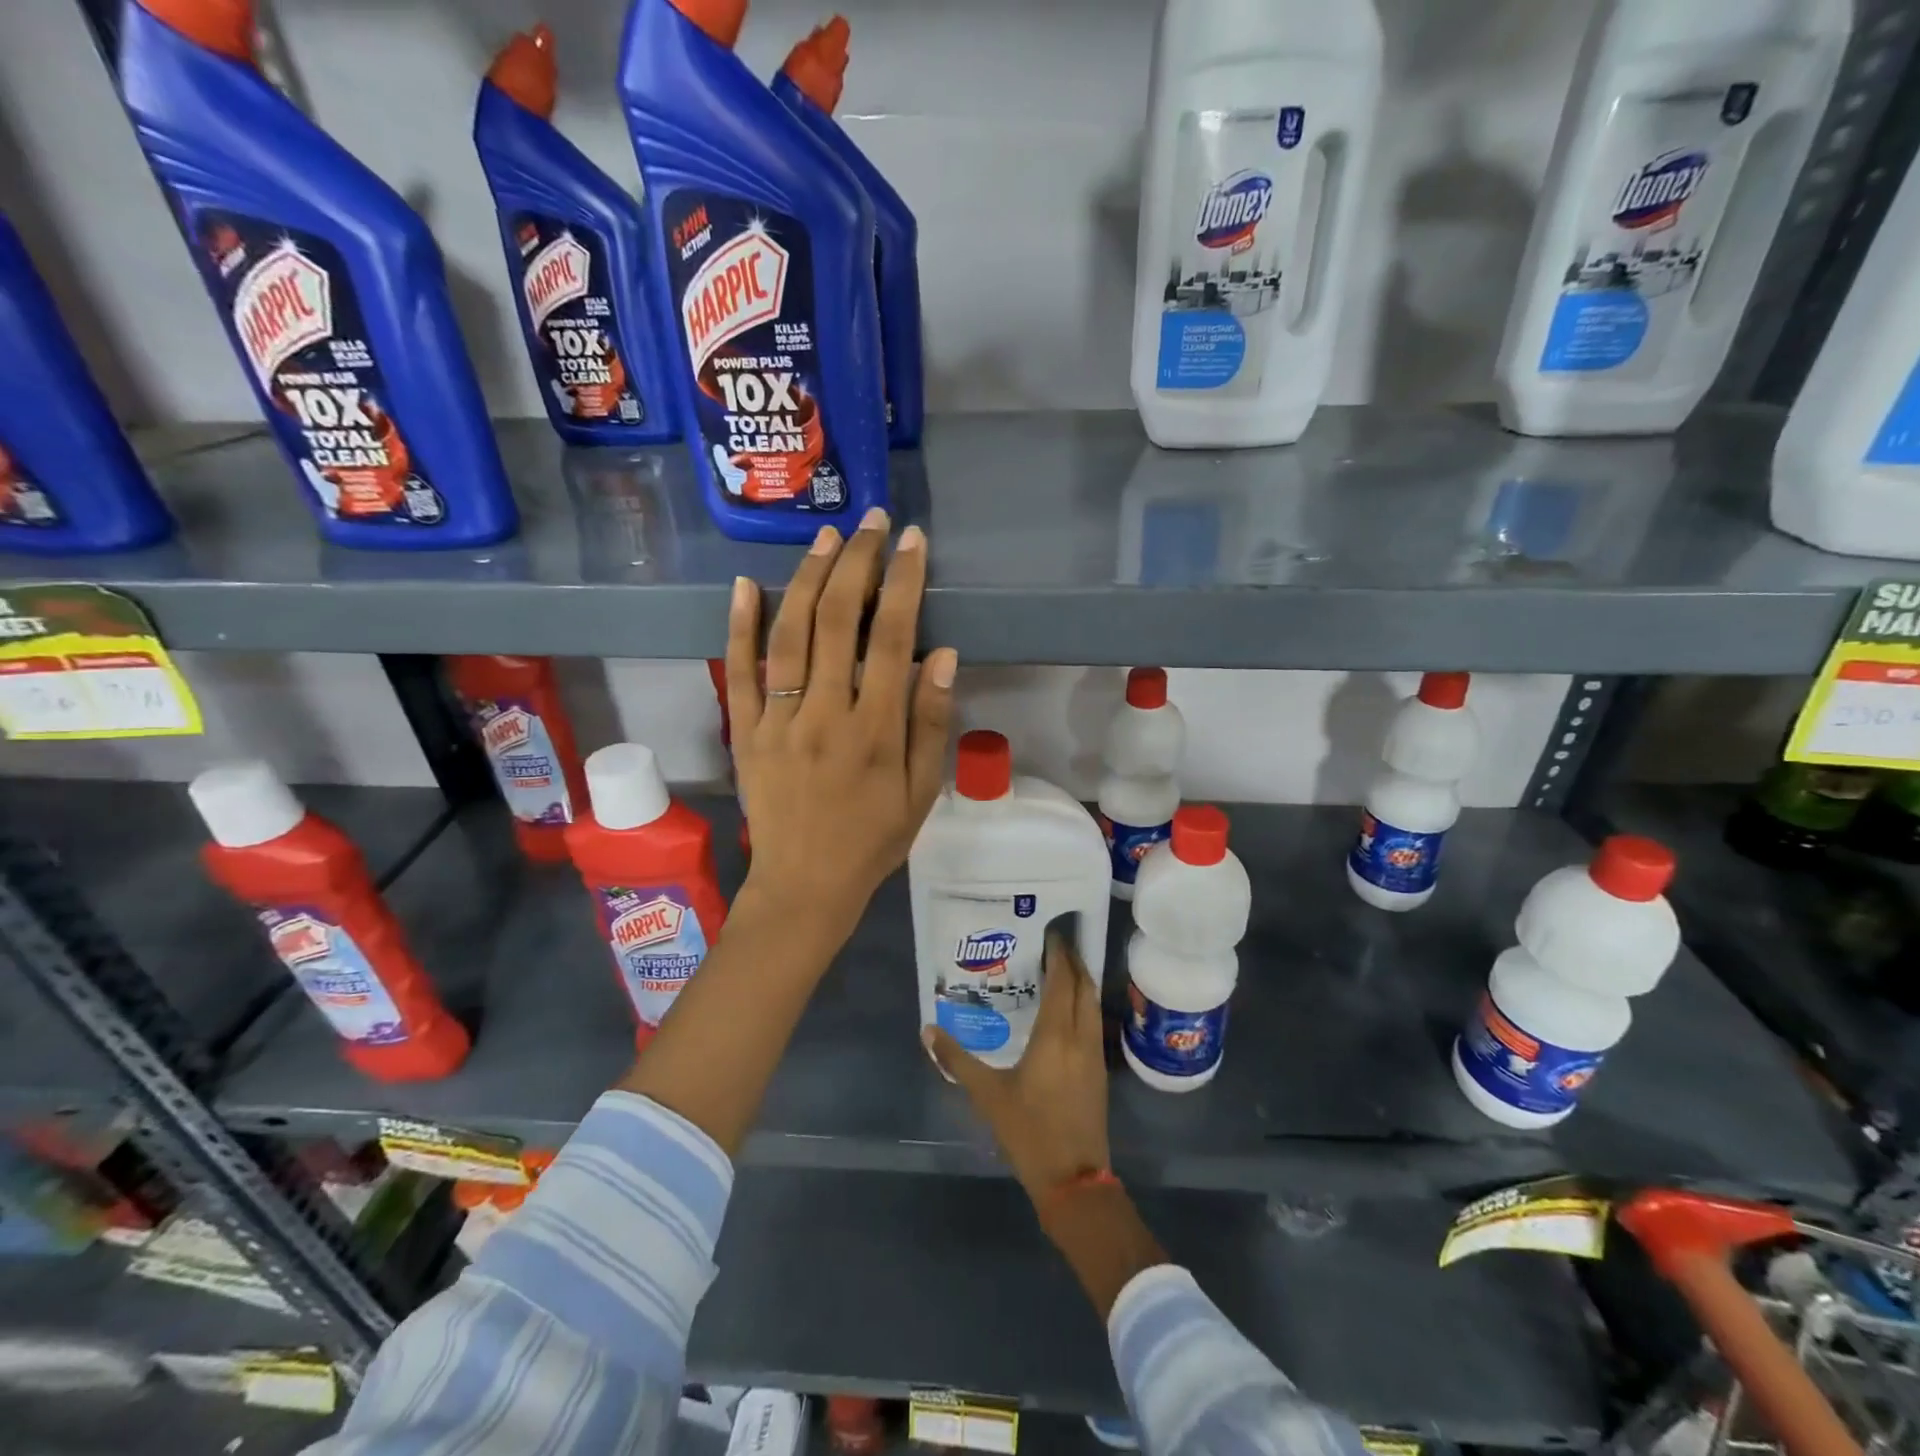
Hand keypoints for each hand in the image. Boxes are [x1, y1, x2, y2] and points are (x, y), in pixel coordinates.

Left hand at [725, 507, 957, 945]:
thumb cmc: (873, 840)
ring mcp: (777, 721)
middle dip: (858, 564)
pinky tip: (747, 583)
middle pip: (837, 622)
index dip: (903, 583)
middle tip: (872, 523)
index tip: (912, 542)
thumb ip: (931, 723)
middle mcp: (824, 715)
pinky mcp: (744, 731)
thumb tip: (942, 654)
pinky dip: (739, 626)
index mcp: (874, 731)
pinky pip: (738, 672)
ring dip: (808, 579)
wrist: (805, 886)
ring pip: (789, 635)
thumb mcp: (922, 792)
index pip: (891, 639)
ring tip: (827, 538)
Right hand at [924, 931, 1110, 1206]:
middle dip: (1073, 961)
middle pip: (1083, 986)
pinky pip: (1094, 1022)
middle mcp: (1080, 1036)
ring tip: (1060, 969)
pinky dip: (1083, 1004)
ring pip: (1092, 1004)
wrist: (1073, 1179)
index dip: (1059, 954)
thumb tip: (928, 1030)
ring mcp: (1094, 1054)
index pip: (1063, 980)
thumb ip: (956, 1060)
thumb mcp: (987, 1094)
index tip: (1049, 932)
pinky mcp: (1098, 1071)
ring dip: (1081, 982)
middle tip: (1053, 943)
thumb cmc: (1028, 1131)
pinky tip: (1066, 1011)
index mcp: (1055, 1035)